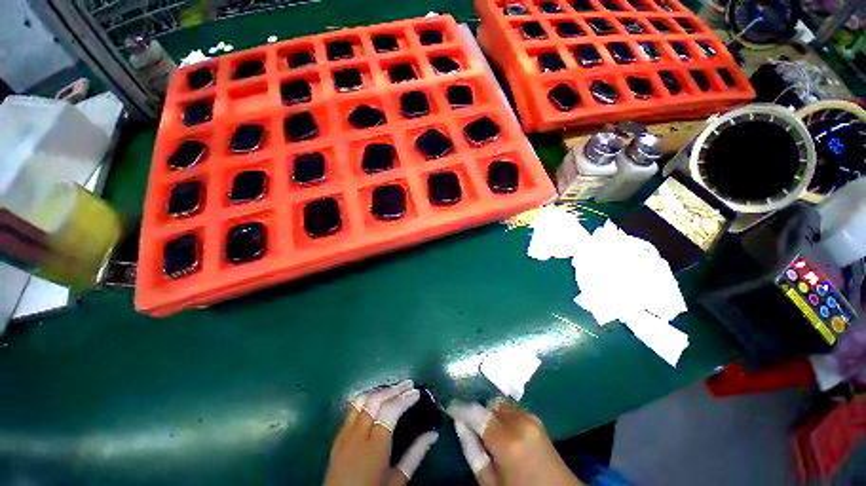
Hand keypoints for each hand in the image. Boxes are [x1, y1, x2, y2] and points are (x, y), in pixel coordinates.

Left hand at [324, 380, 438, 485]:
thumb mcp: (397, 480)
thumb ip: (415, 454)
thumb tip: (433, 434)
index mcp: (374, 446)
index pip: (390, 410)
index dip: (404, 398)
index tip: (417, 393)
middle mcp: (357, 434)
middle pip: (375, 400)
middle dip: (394, 389)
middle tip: (408, 384)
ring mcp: (345, 433)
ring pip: (362, 400)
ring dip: (380, 391)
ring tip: (394, 389)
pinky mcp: (338, 436)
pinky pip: (353, 408)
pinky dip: (367, 398)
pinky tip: (376, 399)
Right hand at [448, 399, 582, 485]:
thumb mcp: (491, 483)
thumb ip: (472, 451)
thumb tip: (459, 424)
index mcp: (508, 441)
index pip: (475, 412)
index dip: (459, 407)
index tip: (448, 406)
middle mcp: (520, 421)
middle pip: (488, 403)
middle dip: (477, 410)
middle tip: (468, 424)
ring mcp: (531, 417)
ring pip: (500, 403)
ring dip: (489, 411)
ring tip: (485, 429)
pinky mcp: (537, 418)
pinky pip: (511, 407)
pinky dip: (501, 413)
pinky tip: (500, 429)